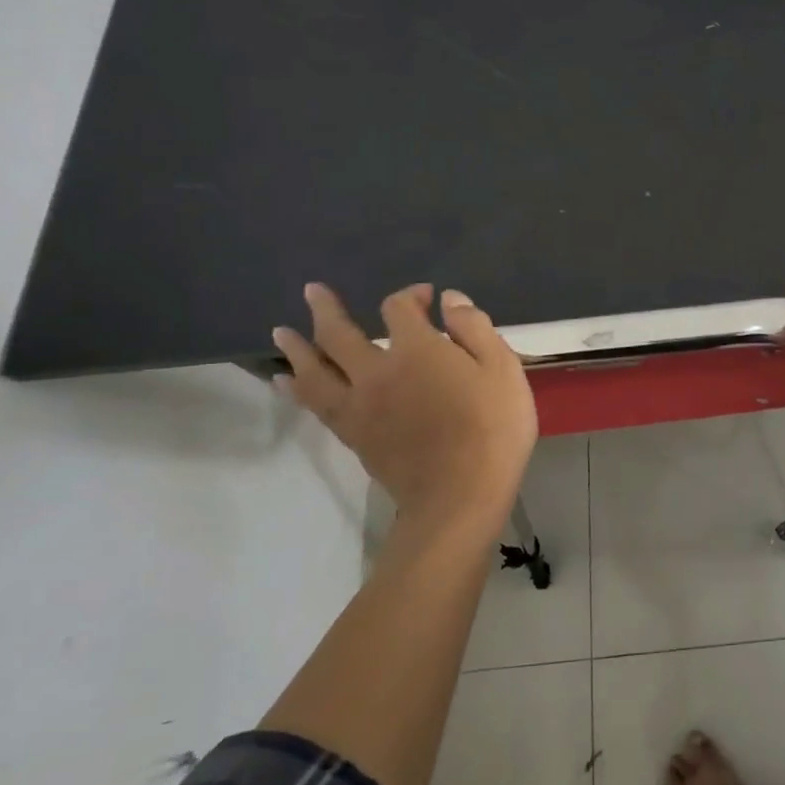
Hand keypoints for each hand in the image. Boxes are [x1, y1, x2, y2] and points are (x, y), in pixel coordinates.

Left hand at [274, 283, 537, 536]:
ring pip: (315, 370)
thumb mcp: (502, 369)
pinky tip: (290, 382)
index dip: (410, 296)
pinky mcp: (353, 435)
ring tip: (282, 333)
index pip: (400, 309)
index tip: (427, 297)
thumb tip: (449, 299)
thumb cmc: (492, 427)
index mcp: (417, 349)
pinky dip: (299, 388)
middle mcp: (377, 371)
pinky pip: (316, 404)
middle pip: (340, 334)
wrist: (461, 493)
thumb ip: (475, 328)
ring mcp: (359, 405)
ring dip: (297, 348)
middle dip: (327, 309)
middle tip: (313, 291)